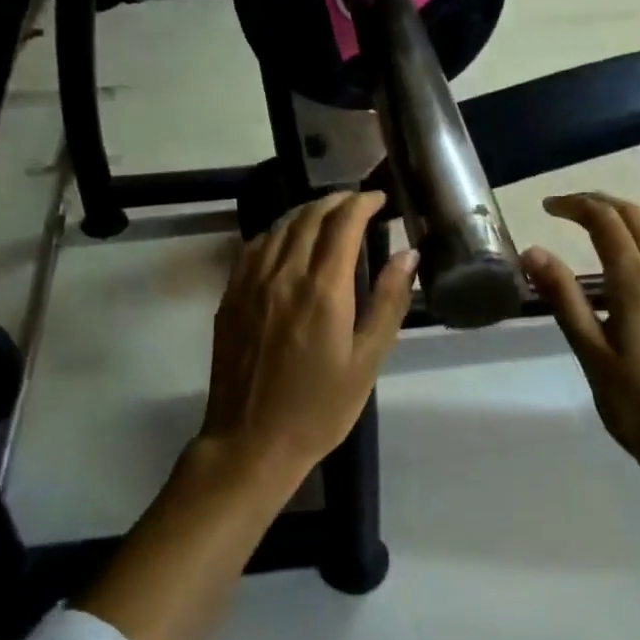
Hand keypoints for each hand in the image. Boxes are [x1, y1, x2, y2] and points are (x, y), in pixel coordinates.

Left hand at [199, 191, 416, 494]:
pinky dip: (277, 232)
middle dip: (336, 201)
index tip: (379, 198)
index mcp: (322, 290)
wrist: (251, 441)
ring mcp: (250, 284)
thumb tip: (408, 255)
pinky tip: (287, 240)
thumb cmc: (319, 408)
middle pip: (308, 217)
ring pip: (279, 227)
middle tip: (358, 203)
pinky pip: (254, 247)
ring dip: (306, 212)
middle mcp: (283, 275)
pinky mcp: (231, 297)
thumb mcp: (367, 361)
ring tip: (327, 216)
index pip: (342, 223)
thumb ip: (388, 302)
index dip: (362, 202)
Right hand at [522, 193, 639, 493]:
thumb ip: (564, 299)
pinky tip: (620, 267)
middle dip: (600, 203)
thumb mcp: (591, 353)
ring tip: (588, 227)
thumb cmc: (637, 404)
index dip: (576, 205)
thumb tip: (533, 252)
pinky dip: (637, 242)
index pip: (606, 222)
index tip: (546, 206)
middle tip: (565, 208)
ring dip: (621, 219)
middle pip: (636, 218)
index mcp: (636, 284)